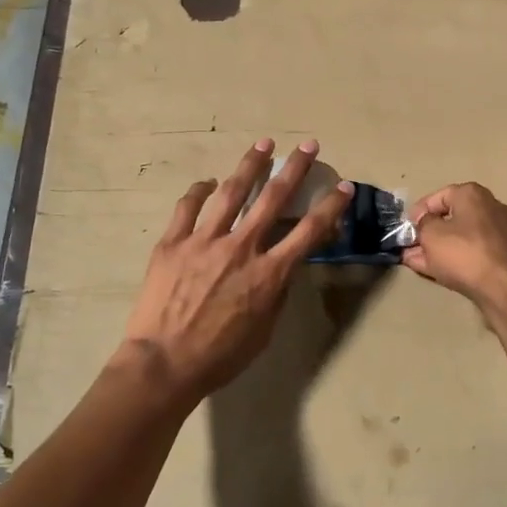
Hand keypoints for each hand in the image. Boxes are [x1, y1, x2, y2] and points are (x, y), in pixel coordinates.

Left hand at [121, 139, 353, 403]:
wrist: (163, 363)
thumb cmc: (220, 356)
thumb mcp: (264, 330)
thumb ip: (276, 293)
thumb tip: (283, 266)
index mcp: (268, 273)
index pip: (309, 231)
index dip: (330, 206)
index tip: (343, 186)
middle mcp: (241, 247)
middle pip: (273, 198)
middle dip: (294, 168)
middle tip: (307, 144)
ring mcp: (204, 241)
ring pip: (230, 192)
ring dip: (250, 165)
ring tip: (262, 144)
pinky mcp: (173, 242)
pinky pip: (187, 207)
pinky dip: (199, 191)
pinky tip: (208, 182)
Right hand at [401, 183, 506, 311]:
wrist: (505, 287)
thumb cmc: (463, 252)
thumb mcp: (430, 234)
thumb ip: (422, 224)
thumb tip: (424, 222)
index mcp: (473, 194)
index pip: (439, 196)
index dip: (419, 211)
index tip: (407, 227)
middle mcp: (491, 208)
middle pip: (452, 217)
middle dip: (429, 232)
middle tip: (410, 245)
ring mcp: (502, 233)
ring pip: (462, 237)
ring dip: (439, 248)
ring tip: (416, 260)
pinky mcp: (506, 256)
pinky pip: (473, 252)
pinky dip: (455, 258)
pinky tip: (435, 270)